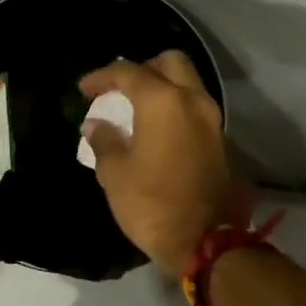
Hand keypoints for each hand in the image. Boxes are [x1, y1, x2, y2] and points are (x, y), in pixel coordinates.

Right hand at [79, 51, 237, 277]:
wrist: (205, 242)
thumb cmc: (151, 204)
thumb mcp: (115, 173)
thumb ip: (104, 141)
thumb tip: (97, 125)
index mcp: (163, 102)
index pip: (129, 72)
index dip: (102, 76)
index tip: (84, 89)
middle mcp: (193, 101)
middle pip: (171, 62)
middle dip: (142, 69)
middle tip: (119, 88)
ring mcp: (213, 121)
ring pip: (188, 85)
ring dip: (162, 89)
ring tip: (135, 110)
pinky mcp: (222, 143)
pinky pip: (195, 111)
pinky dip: (175, 110)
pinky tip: (156, 131)